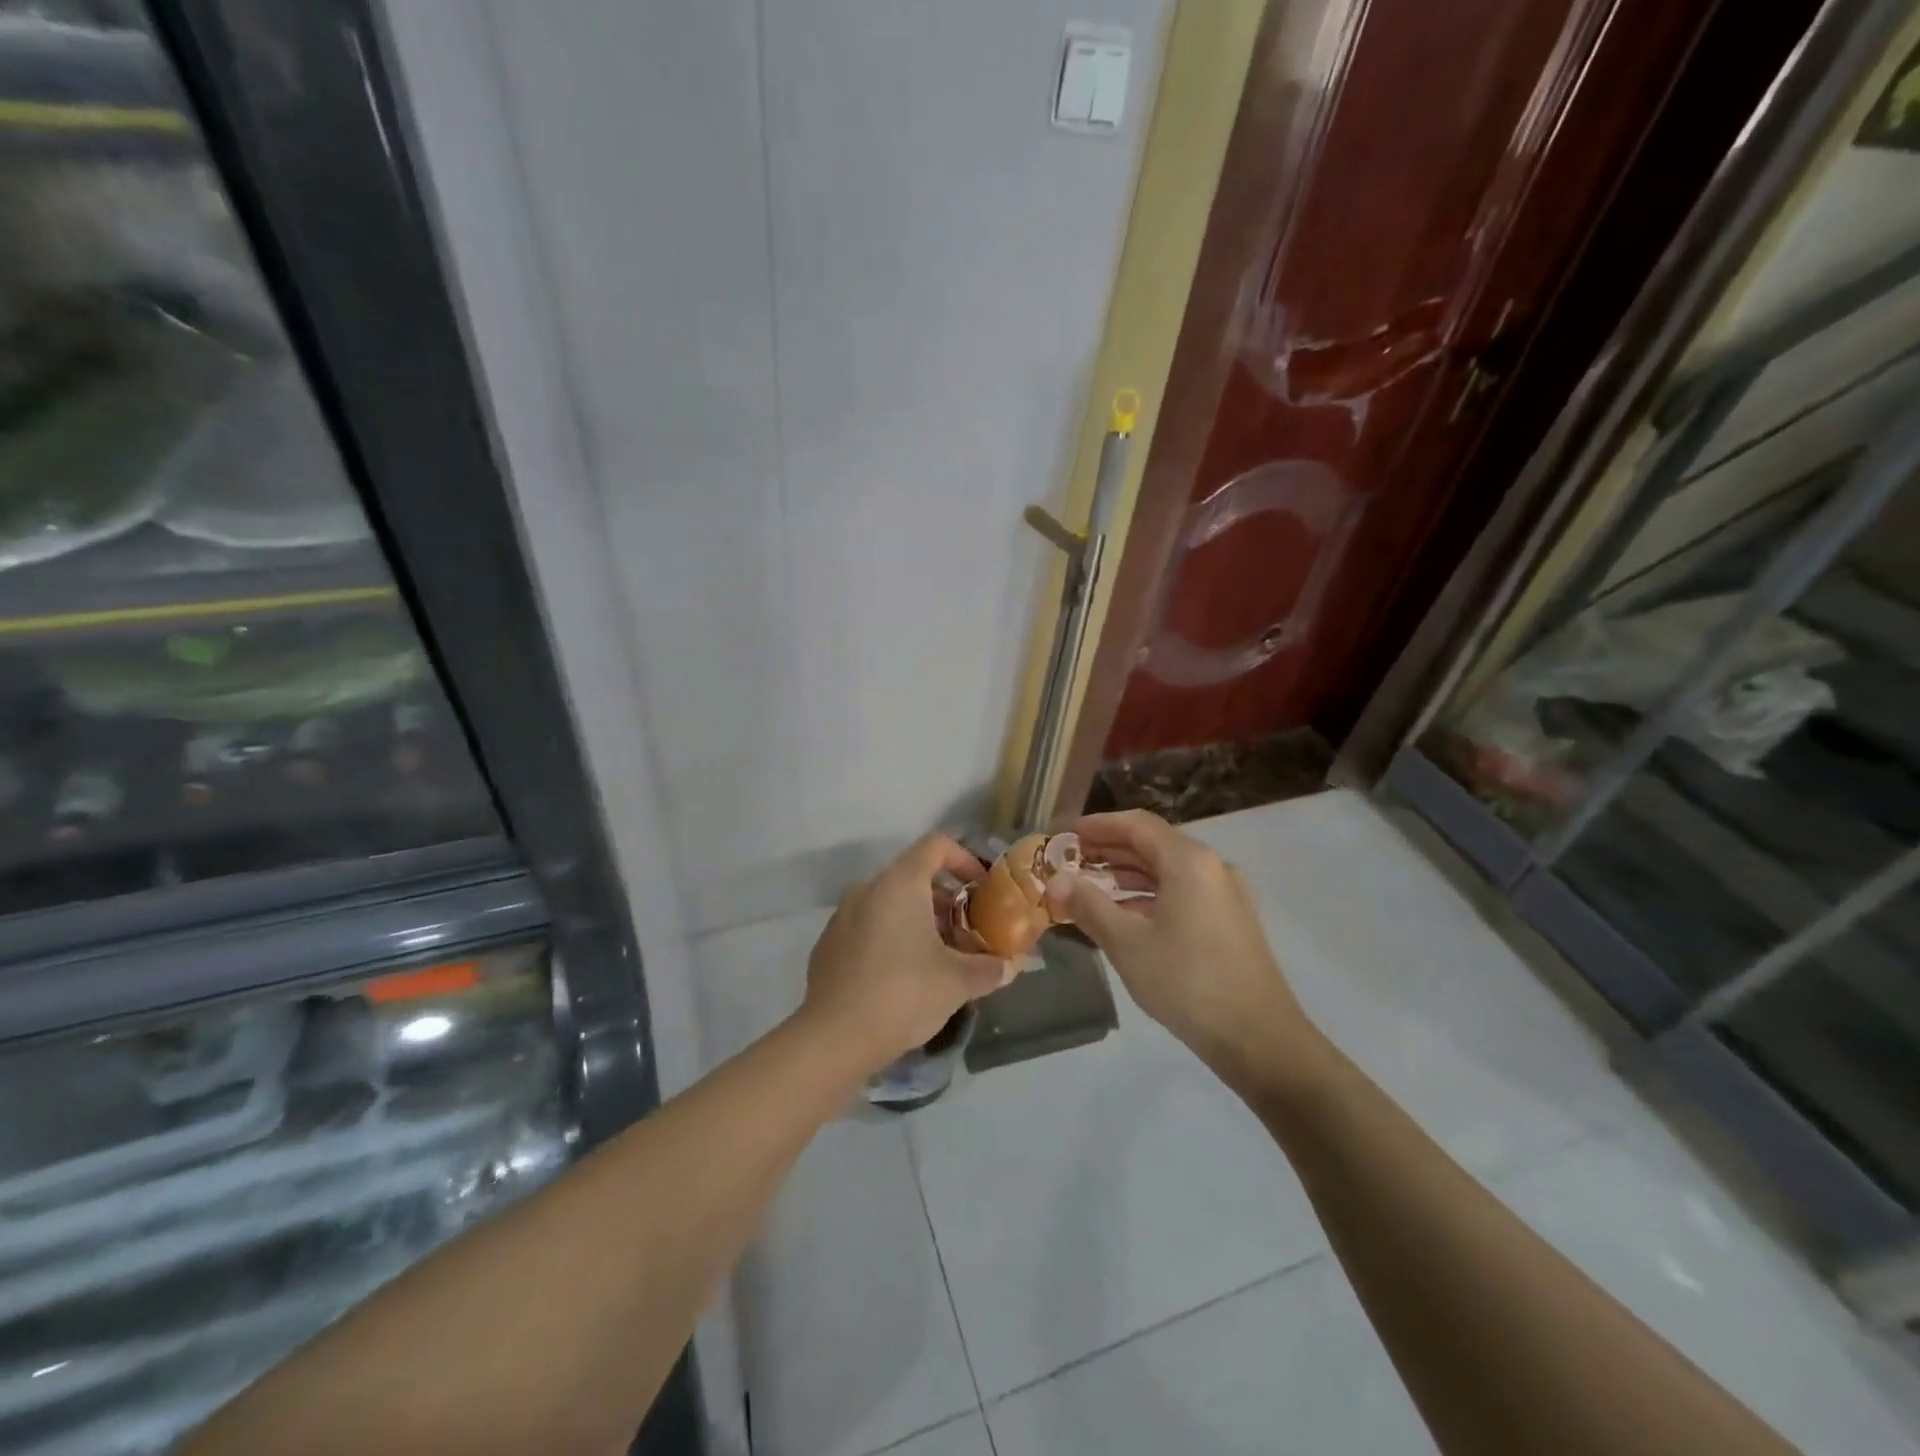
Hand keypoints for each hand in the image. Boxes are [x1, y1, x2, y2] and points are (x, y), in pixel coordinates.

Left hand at [801, 834, 1014, 1074]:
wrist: (834, 1038)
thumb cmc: (903, 994)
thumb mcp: (957, 982)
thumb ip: (989, 969)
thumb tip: (1009, 968)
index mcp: (899, 883)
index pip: (935, 845)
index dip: (963, 859)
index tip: (981, 888)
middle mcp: (868, 889)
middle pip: (913, 877)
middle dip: (945, 901)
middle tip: (967, 933)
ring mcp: (842, 916)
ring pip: (889, 904)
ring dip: (919, 921)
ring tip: (940, 958)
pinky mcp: (828, 945)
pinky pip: (868, 927)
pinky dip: (891, 938)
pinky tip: (903, 977)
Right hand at [1047, 810, 1328, 1086]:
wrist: (1259, 1039)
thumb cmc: (1187, 982)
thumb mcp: (1127, 943)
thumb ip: (1088, 905)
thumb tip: (1055, 880)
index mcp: (1188, 861)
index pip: (1136, 824)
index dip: (1097, 825)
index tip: (1065, 835)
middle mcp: (1211, 866)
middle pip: (1153, 844)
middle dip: (1109, 850)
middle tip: (1069, 861)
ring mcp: (1224, 894)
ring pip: (1167, 870)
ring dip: (1127, 874)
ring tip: (1088, 887)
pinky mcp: (1230, 920)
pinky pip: (1182, 892)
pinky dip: (1149, 895)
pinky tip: (1124, 916)